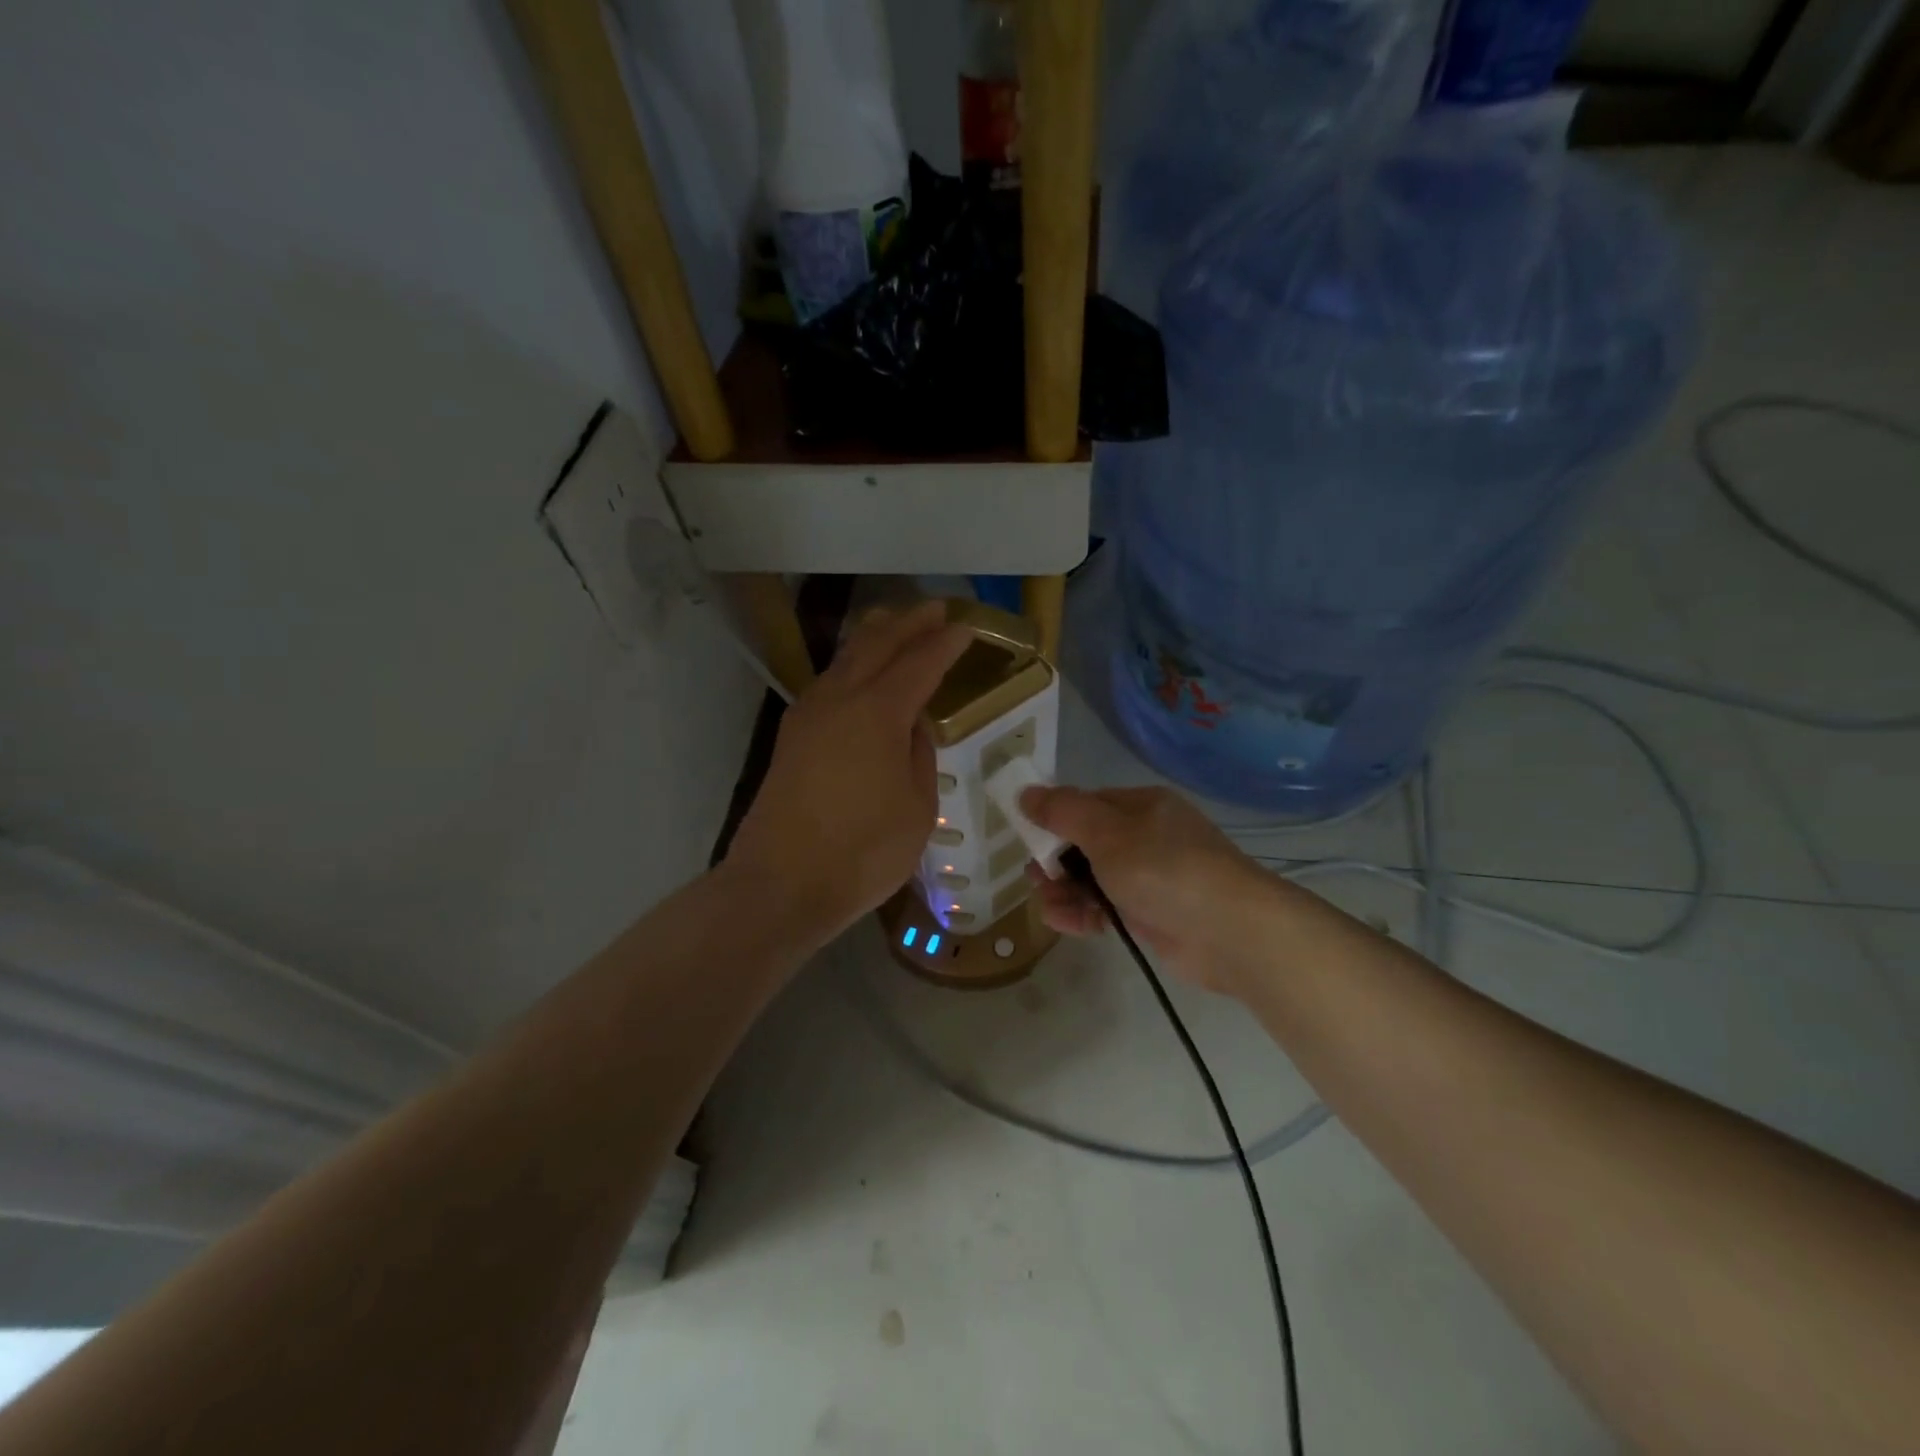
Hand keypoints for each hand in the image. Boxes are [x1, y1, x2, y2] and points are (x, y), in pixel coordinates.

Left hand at [728, 602, 970, 948]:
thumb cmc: (862, 852)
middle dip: (908, 623)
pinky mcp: (792, 736)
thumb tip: (913, 726)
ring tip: (895, 625)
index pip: (920, 663)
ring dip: (874, 638)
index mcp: (878, 712)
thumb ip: (919, 756)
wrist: (780, 883)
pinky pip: (829, 682)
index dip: (945, 644)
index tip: (965, 628)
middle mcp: (840, 699)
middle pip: (877, 645)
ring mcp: (809, 715)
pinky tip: (860, 674)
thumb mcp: (917, 807)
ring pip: (846, 659)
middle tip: (934, 610)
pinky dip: (852, 666)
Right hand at [1021, 784, 1285, 993]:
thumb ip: (1062, 813)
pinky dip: (1083, 912)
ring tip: (1045, 903)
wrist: (1230, 931)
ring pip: (1094, 878)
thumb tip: (1025, 792)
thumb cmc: (1164, 868)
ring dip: (1065, 889)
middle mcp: (1146, 837)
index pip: (1086, 804)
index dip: (1054, 818)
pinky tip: (1060, 920)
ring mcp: (1150, 878)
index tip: (1026, 837)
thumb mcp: (1106, 833)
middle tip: (1035, 876)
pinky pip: (1106, 907)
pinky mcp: (1151, 914)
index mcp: (1141, 806)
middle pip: (1087, 843)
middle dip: (1056, 858)